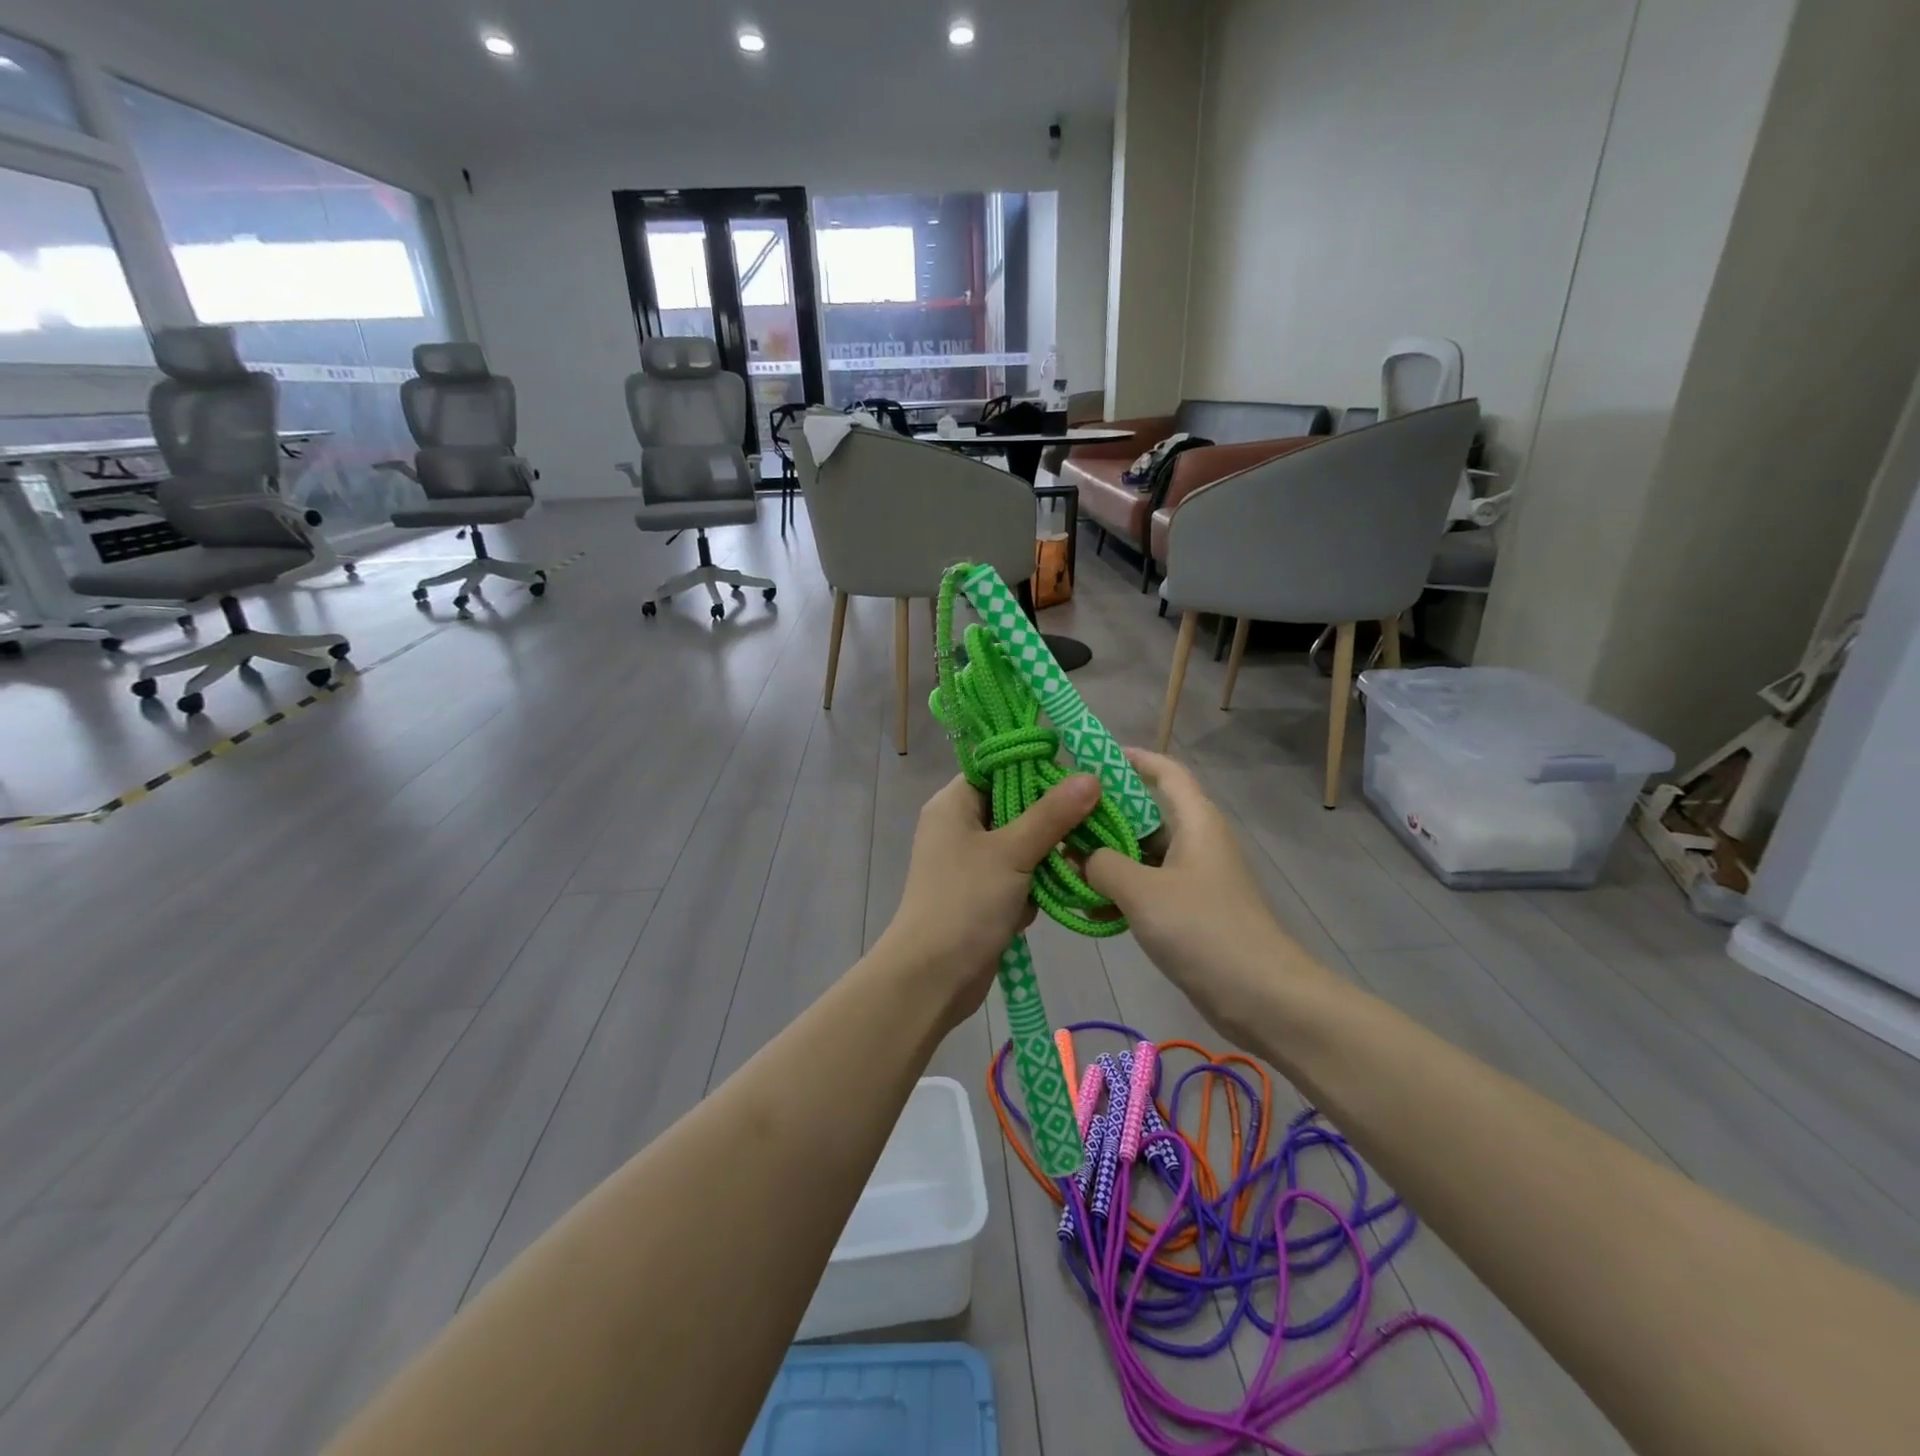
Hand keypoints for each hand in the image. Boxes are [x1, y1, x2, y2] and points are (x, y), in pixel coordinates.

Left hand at [877, 773, 1103, 1026]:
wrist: (933, 977)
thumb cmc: (965, 901)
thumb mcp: (1012, 852)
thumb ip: (1052, 814)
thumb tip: (1090, 777)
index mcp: (953, 804)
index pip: (997, 769)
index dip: (1035, 769)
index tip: (1078, 776)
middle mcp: (959, 827)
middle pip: (1013, 805)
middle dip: (1051, 817)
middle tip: (1094, 816)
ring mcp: (970, 862)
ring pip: (1021, 843)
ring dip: (1048, 854)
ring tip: (1083, 855)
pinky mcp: (983, 894)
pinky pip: (1018, 875)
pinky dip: (1037, 884)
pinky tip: (1059, 891)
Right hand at [1085, 749, 1319, 1041]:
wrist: (1262, 997)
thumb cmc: (1203, 929)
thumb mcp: (1142, 891)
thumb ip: (1103, 864)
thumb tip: (1082, 857)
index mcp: (1195, 820)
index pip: (1165, 771)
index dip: (1131, 758)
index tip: (1089, 758)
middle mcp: (1196, 840)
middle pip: (1146, 812)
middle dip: (1104, 814)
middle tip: (1060, 819)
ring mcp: (1194, 876)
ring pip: (1142, 852)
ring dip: (1106, 857)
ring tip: (1063, 863)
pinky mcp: (1190, 909)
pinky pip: (1148, 885)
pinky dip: (1120, 889)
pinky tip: (1089, 907)